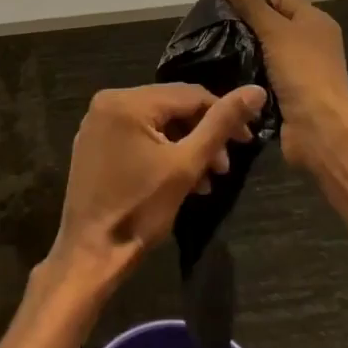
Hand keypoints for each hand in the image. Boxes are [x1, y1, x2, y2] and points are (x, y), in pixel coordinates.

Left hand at [48, 83, 264, 290]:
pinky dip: (162, 151)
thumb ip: (221, 124)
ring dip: (186, 146)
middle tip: (224, 168)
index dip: (223, 114)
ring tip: (207, 180)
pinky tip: (181, 179)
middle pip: (172, 107)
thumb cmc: (140, 210)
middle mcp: (109, 100)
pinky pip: (138, 134)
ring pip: (157, 122)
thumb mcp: (187, 165)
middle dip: (203, 135)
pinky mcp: (94, 143)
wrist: (90, 256)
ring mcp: (98, 122)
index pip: (189, 95)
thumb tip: (256, 90)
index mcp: (128, 100)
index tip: (247, 141)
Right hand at [218, 0, 347, 169]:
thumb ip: (249, 1)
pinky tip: (228, 77)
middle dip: (246, 27)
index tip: (226, 8)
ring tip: (216, 53)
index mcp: (315, 20)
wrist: (320, 129)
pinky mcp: (291, 94)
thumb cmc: (302, 71)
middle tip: (215, 31)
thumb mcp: (273, 29)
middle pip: (272, 25)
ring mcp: (302, 70)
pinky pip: (265, 77)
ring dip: (245, 54)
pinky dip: (250, 77)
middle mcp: (312, 42)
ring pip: (266, 53)